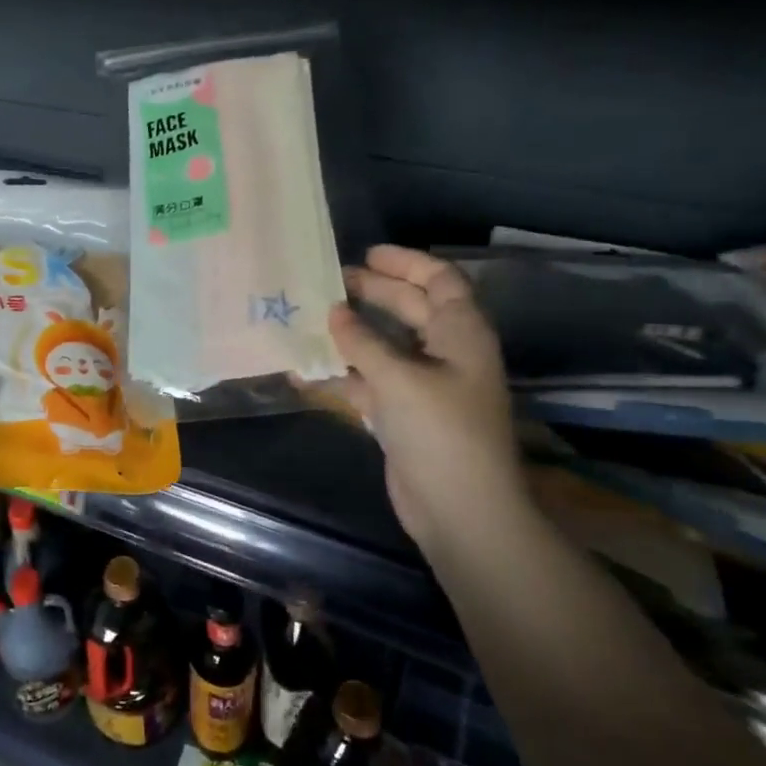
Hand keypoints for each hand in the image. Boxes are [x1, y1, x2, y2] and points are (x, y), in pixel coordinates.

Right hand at [328, 246, 528, 547]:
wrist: (459, 510)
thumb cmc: (440, 432)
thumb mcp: (399, 379)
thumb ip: (363, 342)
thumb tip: (333, 311)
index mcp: (461, 334)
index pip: (440, 281)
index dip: (406, 263)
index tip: (365, 255)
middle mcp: (445, 353)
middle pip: (410, 309)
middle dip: (373, 292)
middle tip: (329, 282)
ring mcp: (424, 386)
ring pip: (385, 346)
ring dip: (352, 333)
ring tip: (310, 317)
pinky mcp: (403, 415)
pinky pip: (369, 382)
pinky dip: (342, 374)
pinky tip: (305, 369)